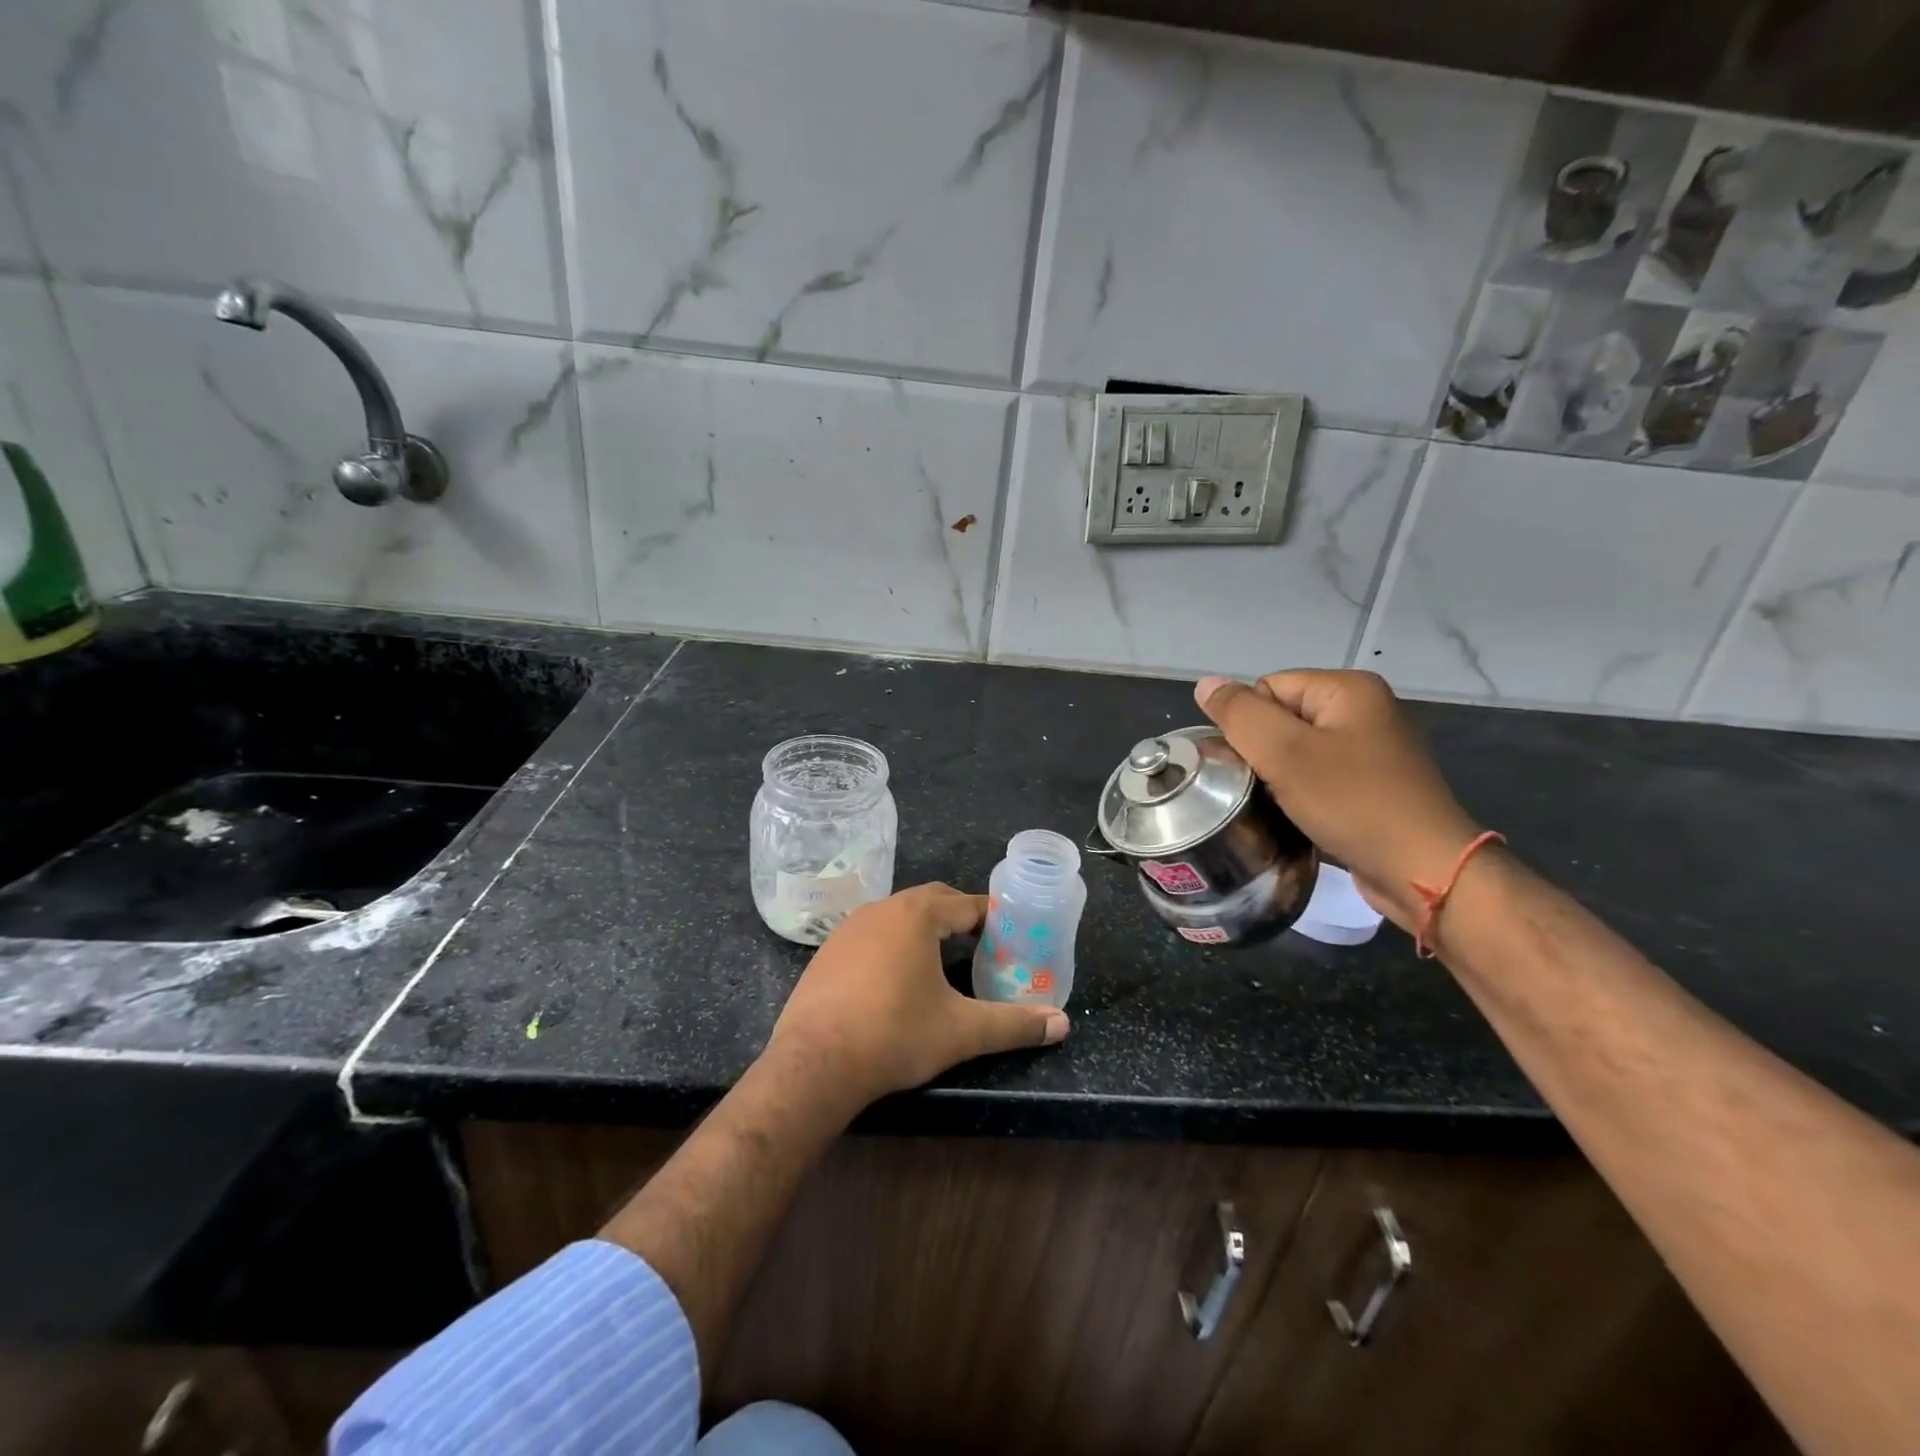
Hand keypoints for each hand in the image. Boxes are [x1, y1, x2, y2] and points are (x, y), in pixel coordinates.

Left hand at [762, 883, 1069, 1108]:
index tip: (1011, 933)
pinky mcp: (826, 952)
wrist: (814, 1063)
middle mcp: (881, 910)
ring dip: (923, 929)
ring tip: (943, 959)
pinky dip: (892, 945)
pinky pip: (870, 935)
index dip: (992, 916)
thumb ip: (1014, 1024)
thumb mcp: (962, 1031)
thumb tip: (1062, 1024)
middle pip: (931, 901)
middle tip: (982, 943)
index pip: (966, 904)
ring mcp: (848, 929)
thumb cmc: (895, 1035)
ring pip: (897, 916)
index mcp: (917, 915)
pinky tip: (895, 978)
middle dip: (958, 917)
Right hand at [1195, 671, 1483, 931]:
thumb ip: (1240, 714)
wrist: (1422, 871)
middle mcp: (1364, 711)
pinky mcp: (1373, 787)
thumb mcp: (1285, 752)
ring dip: (1278, 778)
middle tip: (1260, 788)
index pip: (1267, 688)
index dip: (1249, 725)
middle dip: (1262, 753)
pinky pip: (1318, 778)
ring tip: (1276, 806)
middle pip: (1281, 719)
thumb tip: (1205, 683)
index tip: (1252, 765)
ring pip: (1297, 753)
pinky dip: (1301, 795)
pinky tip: (1298, 817)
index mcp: (1348, 689)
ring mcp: (1372, 751)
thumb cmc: (1352, 803)